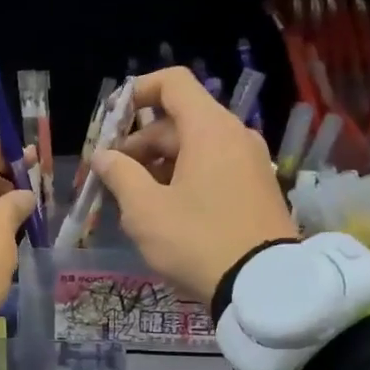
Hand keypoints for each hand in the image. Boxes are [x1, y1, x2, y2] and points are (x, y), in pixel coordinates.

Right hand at [91, 67, 296, 300]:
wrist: (265, 287)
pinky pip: (214, 166)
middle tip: (112, 177)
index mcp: (209, 129)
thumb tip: (103, 156)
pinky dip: (184, 176)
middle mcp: (235, 136)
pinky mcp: (258, 188)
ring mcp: (251, 162)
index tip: (111, 122)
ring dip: (159, 164)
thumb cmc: (197, 240)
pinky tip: (166, 211)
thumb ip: (119, 174)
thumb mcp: (145, 210)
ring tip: (134, 200)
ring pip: (195, 146)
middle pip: (179, 120)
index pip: (173, 83)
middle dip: (139, 143)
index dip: (137, 92)